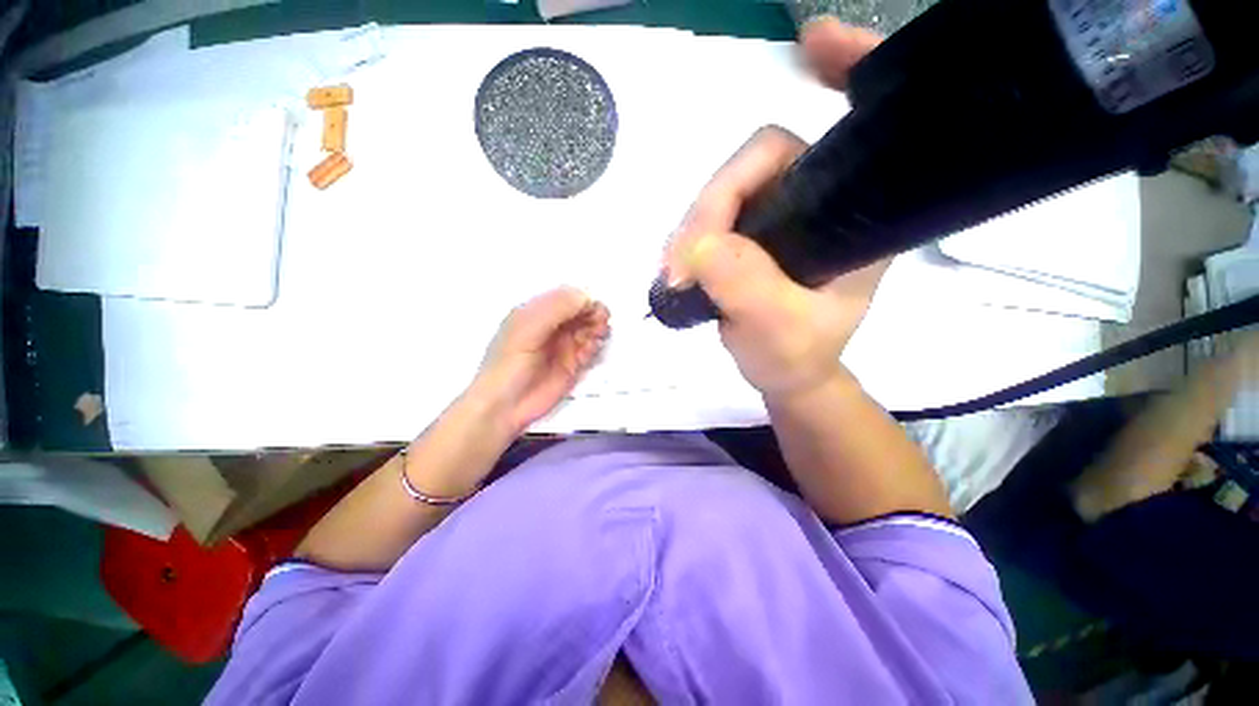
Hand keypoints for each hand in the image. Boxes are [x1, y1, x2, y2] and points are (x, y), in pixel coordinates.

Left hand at [472, 287, 609, 434]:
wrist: (505, 406)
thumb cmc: (507, 365)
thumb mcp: (527, 329)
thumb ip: (556, 309)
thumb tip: (585, 297)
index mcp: (536, 312)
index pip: (566, 297)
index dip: (582, 299)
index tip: (593, 307)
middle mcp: (551, 327)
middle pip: (581, 312)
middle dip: (594, 314)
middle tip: (600, 322)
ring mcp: (563, 346)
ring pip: (588, 330)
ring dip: (597, 330)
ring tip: (596, 336)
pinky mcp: (572, 365)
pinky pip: (590, 350)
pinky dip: (594, 347)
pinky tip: (589, 351)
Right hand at [662, 21, 885, 400]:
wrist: (784, 373)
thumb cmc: (795, 357)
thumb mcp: (777, 331)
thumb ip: (746, 288)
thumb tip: (697, 245)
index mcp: (852, 219)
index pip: (847, 134)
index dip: (841, 76)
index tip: (808, 42)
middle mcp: (817, 204)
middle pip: (755, 165)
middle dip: (710, 209)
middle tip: (678, 264)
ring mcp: (776, 217)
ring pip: (723, 194)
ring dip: (690, 229)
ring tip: (673, 275)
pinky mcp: (748, 234)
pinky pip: (710, 218)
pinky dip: (687, 239)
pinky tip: (677, 266)